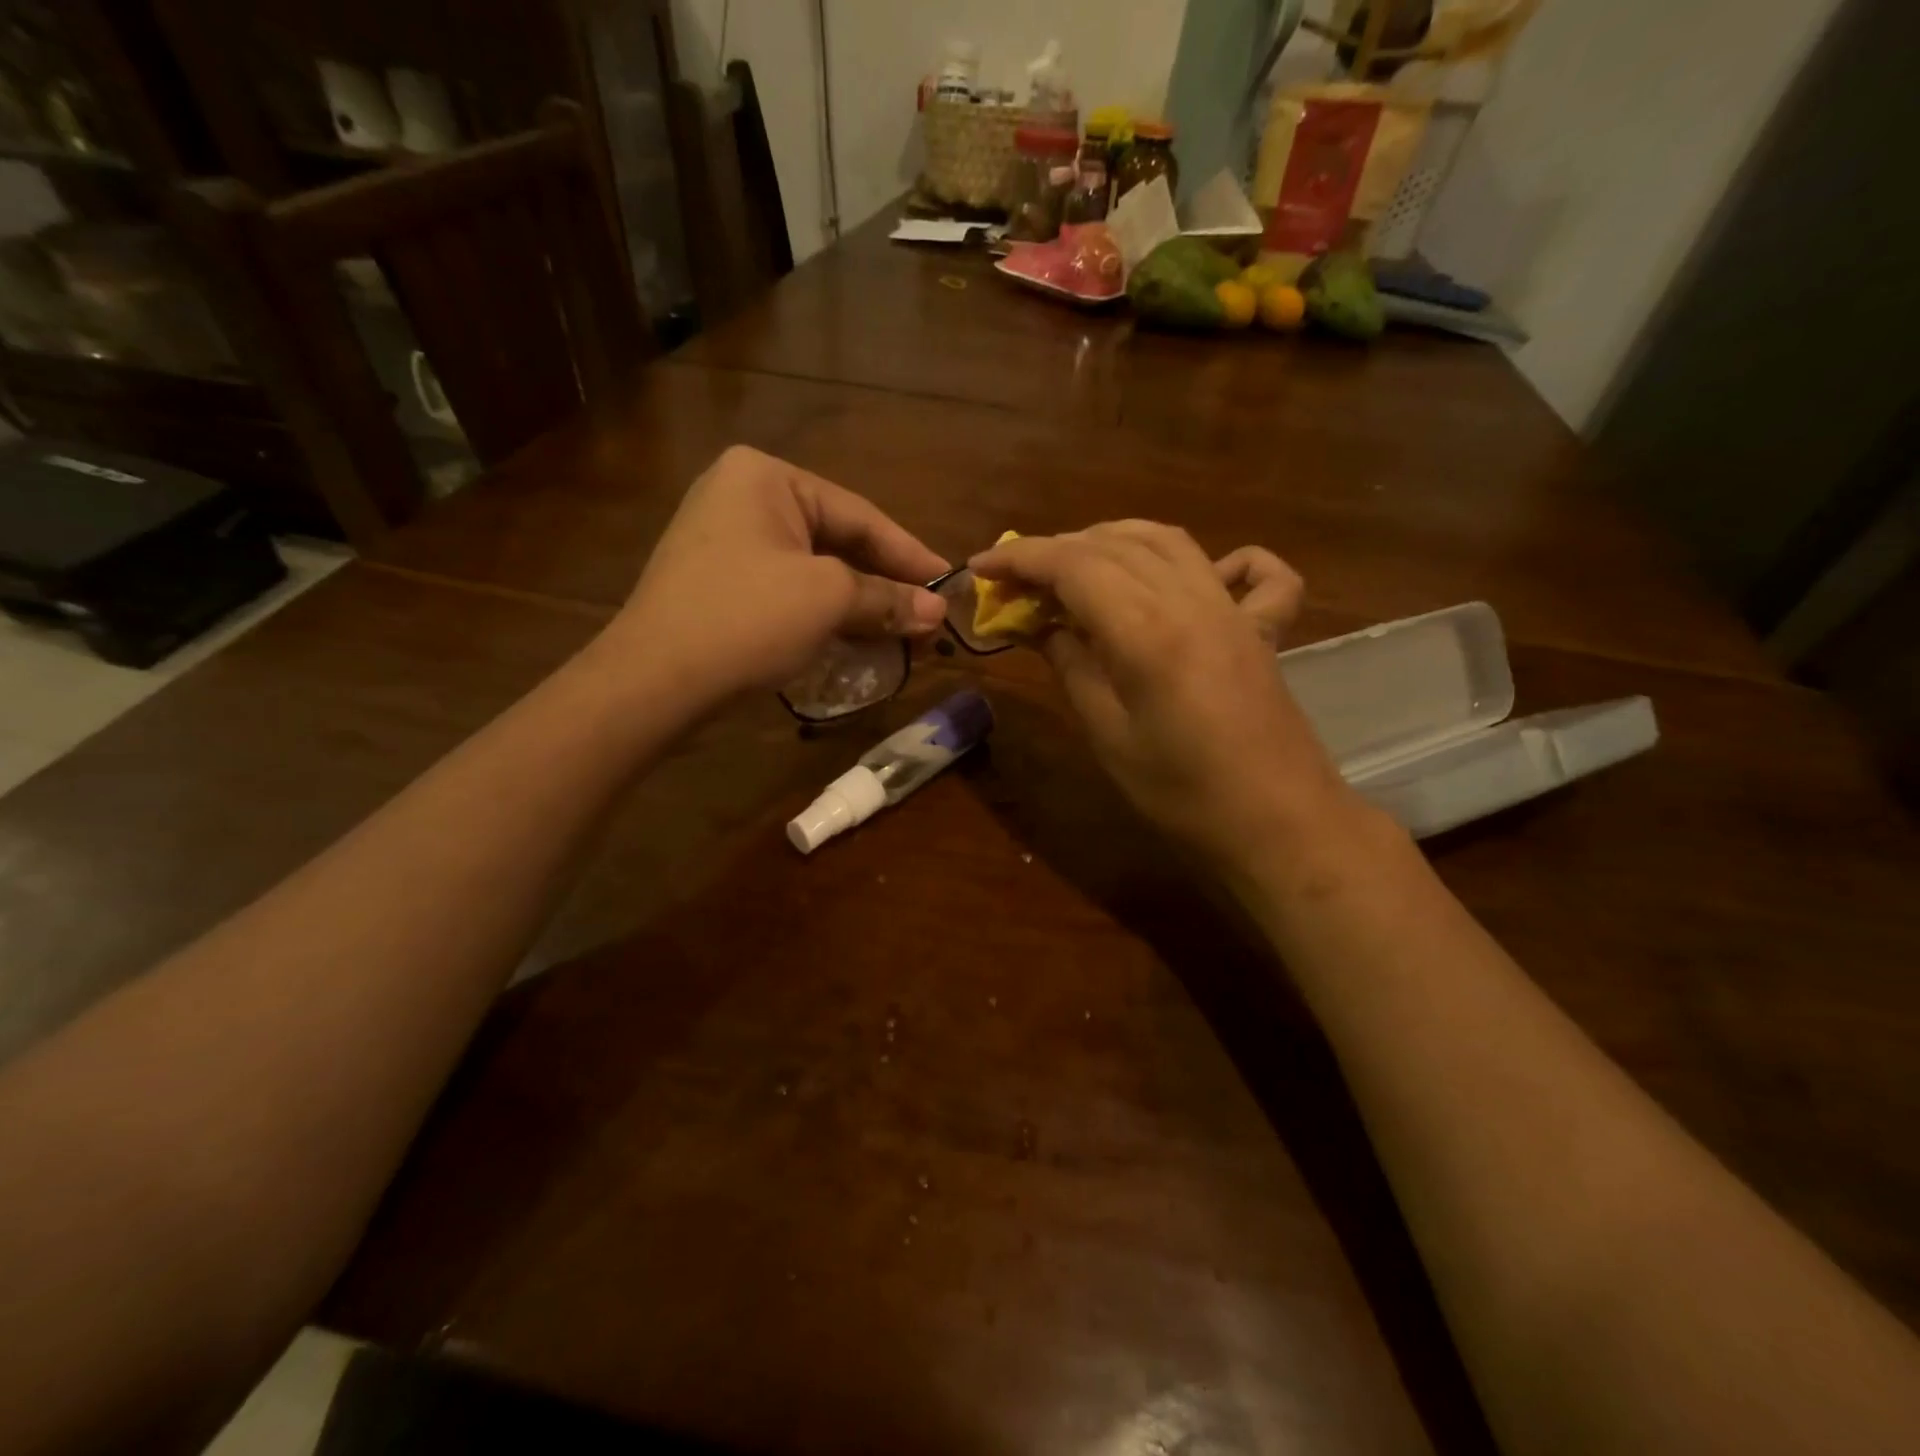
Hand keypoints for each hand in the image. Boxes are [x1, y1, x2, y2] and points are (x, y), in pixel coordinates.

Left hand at [597, 446, 947, 711]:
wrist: (655, 680)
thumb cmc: (748, 618)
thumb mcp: (828, 600)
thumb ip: (887, 599)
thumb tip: (937, 613)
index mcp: (766, 477)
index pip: (859, 515)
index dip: (910, 554)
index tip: (949, 583)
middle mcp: (741, 496)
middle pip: (837, 540)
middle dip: (884, 582)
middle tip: (927, 613)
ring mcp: (723, 540)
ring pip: (813, 568)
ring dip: (858, 602)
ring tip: (900, 629)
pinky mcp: (717, 582)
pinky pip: (786, 588)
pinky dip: (823, 612)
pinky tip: (853, 635)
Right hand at [969, 523, 1354, 865]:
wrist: (1277, 825)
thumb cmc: (1181, 793)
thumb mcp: (1107, 735)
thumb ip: (1072, 666)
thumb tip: (1041, 625)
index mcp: (1146, 629)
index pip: (1072, 564)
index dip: (1020, 557)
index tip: (980, 566)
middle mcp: (1192, 599)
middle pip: (1114, 544)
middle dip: (1056, 549)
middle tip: (1018, 581)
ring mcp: (1234, 609)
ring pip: (1169, 542)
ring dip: (1115, 540)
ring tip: (1077, 565)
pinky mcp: (1263, 630)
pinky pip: (1254, 573)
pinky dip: (1224, 560)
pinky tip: (1202, 575)